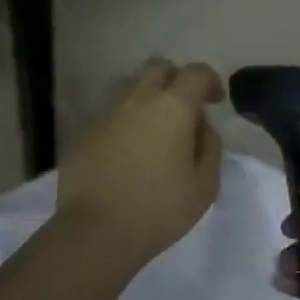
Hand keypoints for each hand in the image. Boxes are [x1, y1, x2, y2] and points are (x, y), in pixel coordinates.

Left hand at [56, 58, 224, 268]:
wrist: (96, 231)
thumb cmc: (159, 209)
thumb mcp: (205, 185)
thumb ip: (210, 147)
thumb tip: (202, 127)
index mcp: (172, 107)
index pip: (196, 73)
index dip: (210, 81)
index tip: (215, 101)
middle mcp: (137, 99)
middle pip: (158, 68)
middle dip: (176, 80)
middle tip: (184, 108)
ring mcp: (106, 113)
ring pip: (130, 87)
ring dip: (147, 97)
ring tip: (154, 128)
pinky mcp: (84, 131)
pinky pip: (110, 113)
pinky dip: (124, 121)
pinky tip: (127, 150)